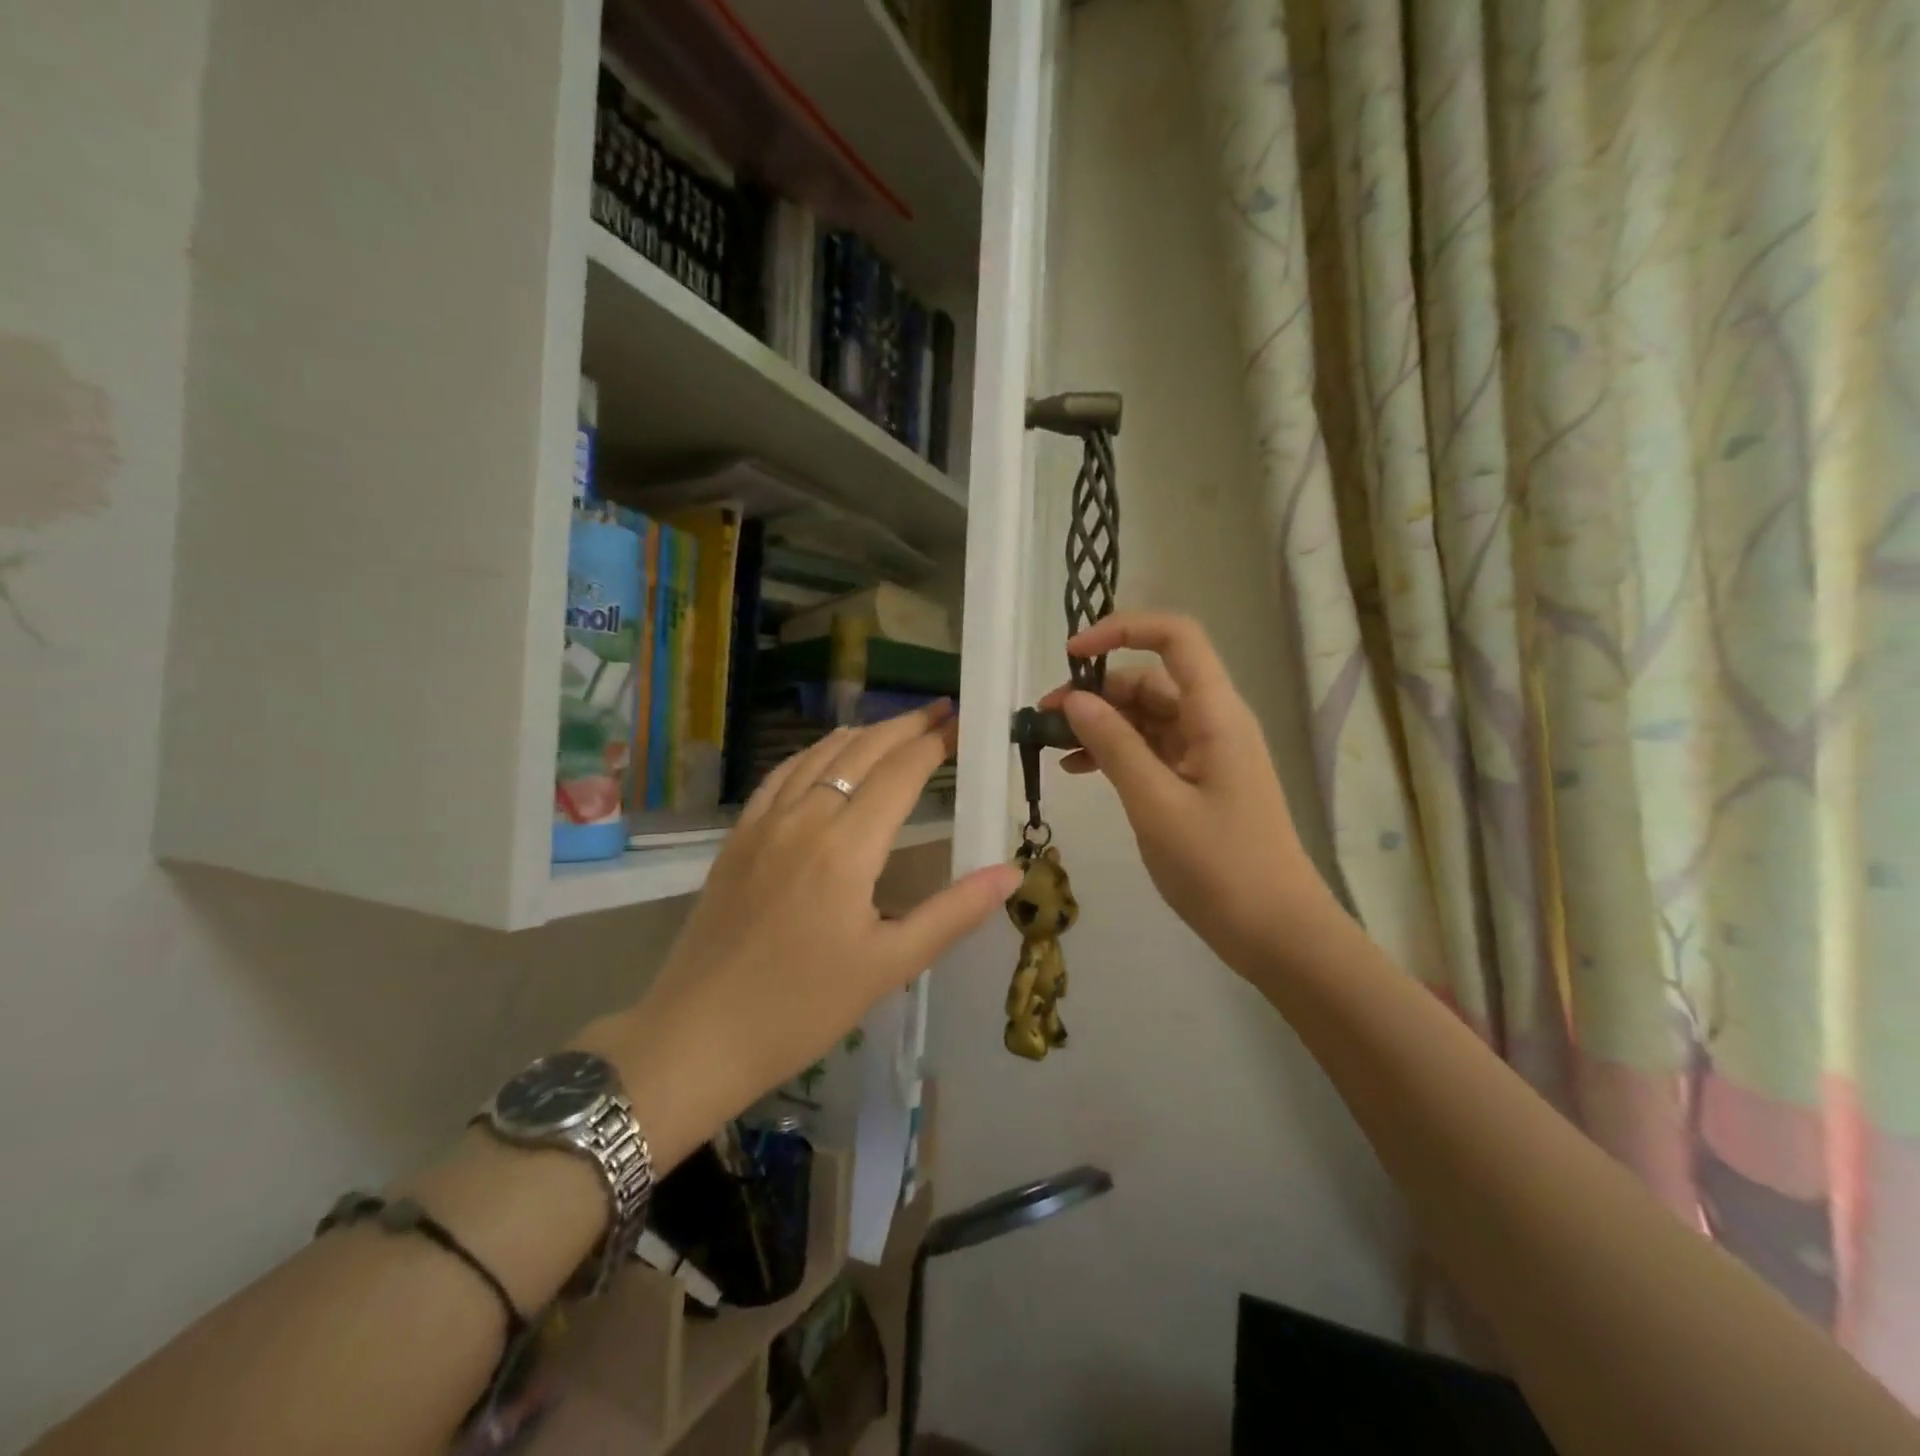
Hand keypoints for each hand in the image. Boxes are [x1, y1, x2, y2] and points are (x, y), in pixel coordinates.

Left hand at [585, 703, 1021, 1168]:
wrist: (698, 1035)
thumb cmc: (802, 1008)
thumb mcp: (889, 966)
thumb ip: (953, 912)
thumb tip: (1012, 871)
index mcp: (846, 847)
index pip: (900, 773)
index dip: (934, 743)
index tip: (962, 723)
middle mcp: (804, 819)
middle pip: (861, 752)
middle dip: (904, 726)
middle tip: (939, 711)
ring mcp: (763, 824)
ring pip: (818, 756)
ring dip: (861, 735)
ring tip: (894, 727)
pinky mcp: (737, 838)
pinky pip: (780, 776)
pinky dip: (813, 755)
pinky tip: (824, 756)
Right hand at [1040, 613, 1333, 975]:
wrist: (1276, 933)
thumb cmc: (1220, 867)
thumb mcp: (1156, 804)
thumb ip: (1114, 745)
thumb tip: (1074, 699)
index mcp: (1215, 714)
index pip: (1175, 638)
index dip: (1123, 630)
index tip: (1072, 655)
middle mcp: (1213, 722)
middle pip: (1151, 680)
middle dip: (1096, 690)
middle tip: (1044, 718)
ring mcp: (1206, 754)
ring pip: (1146, 717)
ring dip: (1100, 723)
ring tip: (1052, 745)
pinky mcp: (1197, 783)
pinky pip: (1150, 751)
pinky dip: (1115, 753)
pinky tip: (1078, 770)